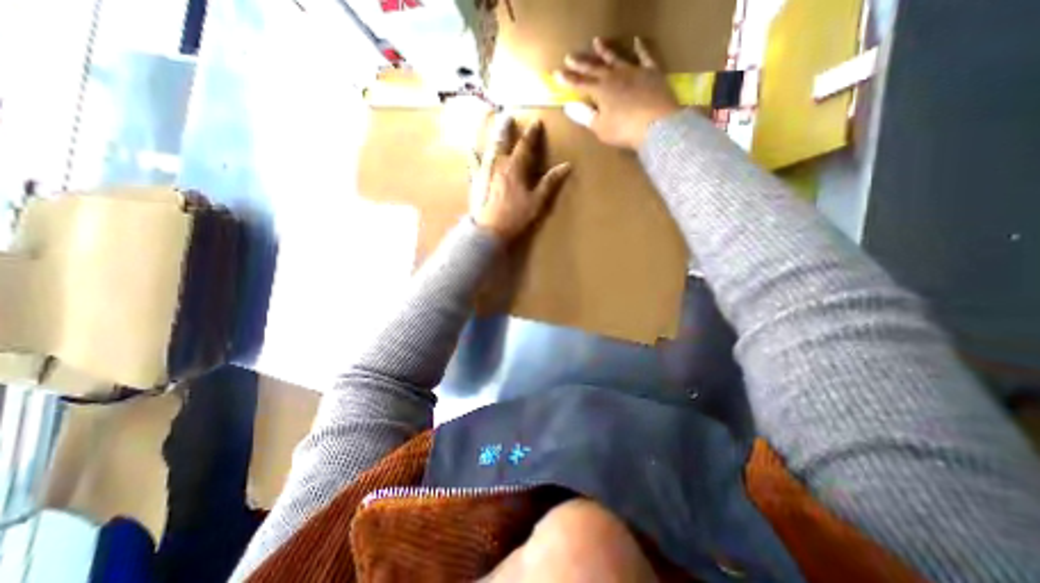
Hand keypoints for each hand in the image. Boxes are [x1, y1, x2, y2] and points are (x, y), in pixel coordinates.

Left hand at [475, 116, 571, 238]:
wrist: (489, 230)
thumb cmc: (515, 216)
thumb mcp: (537, 201)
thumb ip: (550, 182)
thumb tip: (567, 165)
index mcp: (515, 168)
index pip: (525, 145)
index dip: (532, 133)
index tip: (536, 122)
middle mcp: (498, 164)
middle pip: (502, 141)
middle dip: (506, 127)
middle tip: (507, 115)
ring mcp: (484, 172)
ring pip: (487, 148)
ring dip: (491, 136)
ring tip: (490, 124)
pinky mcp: (475, 182)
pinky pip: (473, 164)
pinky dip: (473, 156)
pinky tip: (471, 150)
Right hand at [553, 36, 682, 146]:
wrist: (656, 124)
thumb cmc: (624, 130)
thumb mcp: (600, 127)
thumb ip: (585, 115)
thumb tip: (568, 107)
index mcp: (600, 91)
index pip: (579, 83)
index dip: (567, 79)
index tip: (556, 73)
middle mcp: (614, 76)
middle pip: (594, 68)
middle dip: (581, 63)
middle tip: (570, 55)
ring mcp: (633, 71)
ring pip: (616, 58)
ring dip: (605, 51)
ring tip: (596, 41)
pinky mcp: (651, 72)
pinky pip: (644, 57)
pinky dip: (640, 48)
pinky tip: (636, 41)